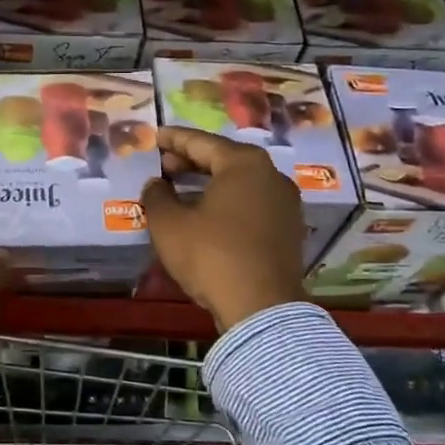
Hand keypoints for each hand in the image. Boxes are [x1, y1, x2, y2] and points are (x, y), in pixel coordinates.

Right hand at [139, 126, 305, 332]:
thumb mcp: (169, 224)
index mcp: (244, 164)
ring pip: (240, 184)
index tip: (156, 136)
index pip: (201, 142)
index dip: (174, 140)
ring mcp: (285, 204)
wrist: (261, 307)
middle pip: (224, 160)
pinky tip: (206, 215)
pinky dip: (227, 203)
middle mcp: (271, 175)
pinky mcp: (289, 230)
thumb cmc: (211, 255)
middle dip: (192, 161)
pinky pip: (251, 205)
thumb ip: (157, 196)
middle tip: (164, 165)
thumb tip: (157, 184)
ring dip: (210, 184)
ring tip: (181, 190)